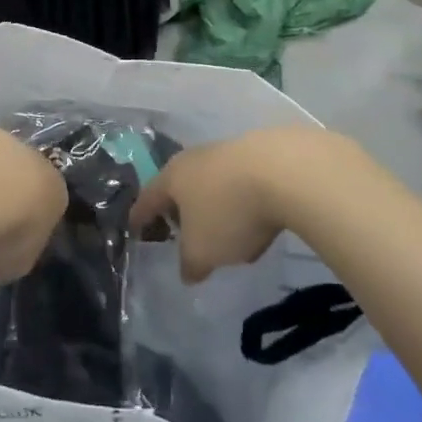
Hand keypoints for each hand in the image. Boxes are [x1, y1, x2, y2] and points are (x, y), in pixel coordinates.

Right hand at [133, 128, 357, 282]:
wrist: (287, 170)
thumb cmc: (229, 211)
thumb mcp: (203, 251)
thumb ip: (190, 264)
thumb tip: (188, 270)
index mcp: (173, 177)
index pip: (148, 198)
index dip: (140, 216)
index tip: (134, 227)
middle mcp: (197, 158)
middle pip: (181, 185)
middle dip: (181, 208)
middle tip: (182, 230)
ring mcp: (230, 151)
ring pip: (215, 182)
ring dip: (216, 205)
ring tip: (227, 232)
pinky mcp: (263, 152)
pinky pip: (245, 182)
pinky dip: (245, 201)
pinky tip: (260, 220)